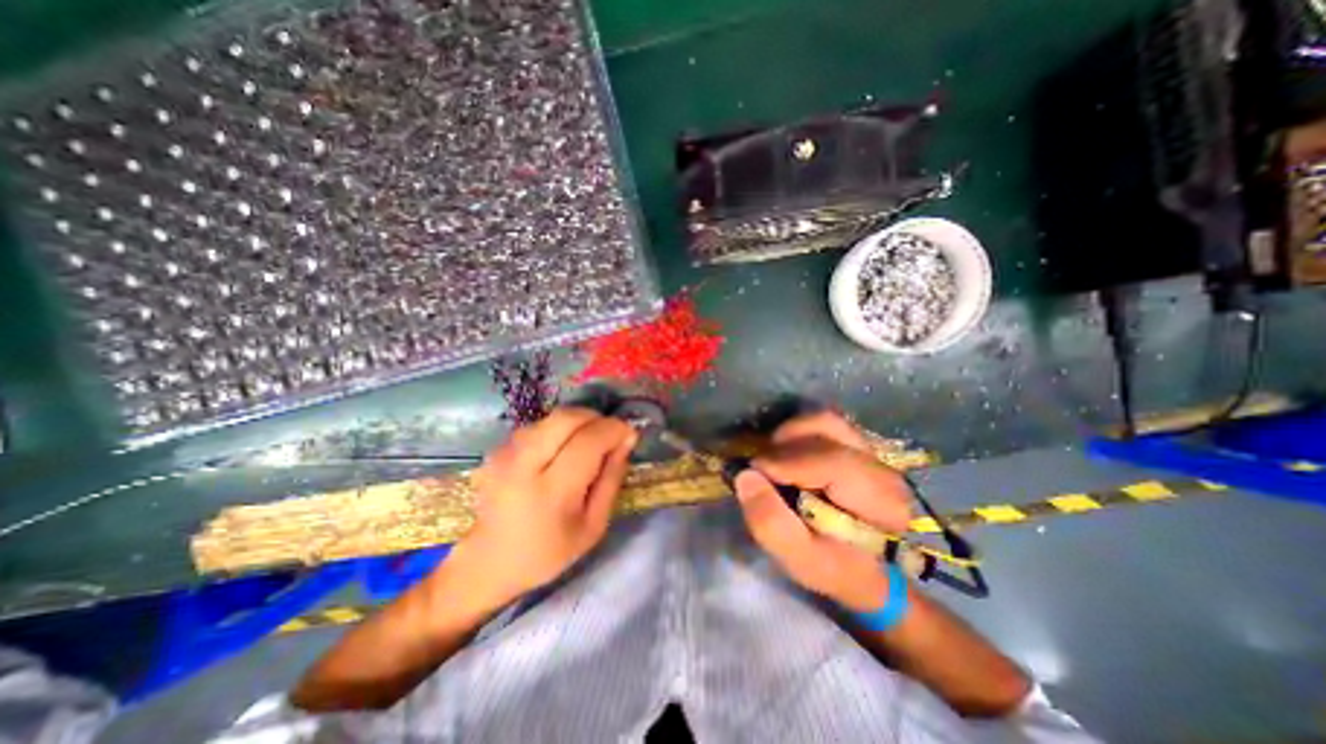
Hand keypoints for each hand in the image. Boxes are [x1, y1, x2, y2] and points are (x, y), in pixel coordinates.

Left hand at [459, 408, 640, 610]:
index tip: (629, 434)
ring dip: (578, 423)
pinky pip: (538, 425)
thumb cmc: (549, 551)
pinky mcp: (497, 449)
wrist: (488, 562)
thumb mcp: (594, 525)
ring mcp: (505, 453)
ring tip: (586, 443)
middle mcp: (524, 464)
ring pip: (553, 417)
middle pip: (567, 418)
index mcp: (551, 492)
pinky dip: (559, 429)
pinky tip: (560, 450)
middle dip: (596, 418)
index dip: (614, 429)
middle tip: (608, 434)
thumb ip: (612, 479)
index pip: (589, 441)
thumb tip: (626, 439)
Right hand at [729, 410, 918, 613]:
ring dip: (790, 434)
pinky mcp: (858, 444)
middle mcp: (881, 465)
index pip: (830, 461)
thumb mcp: (801, 559)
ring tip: (773, 459)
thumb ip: (771, 523)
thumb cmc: (836, 566)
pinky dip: (798, 432)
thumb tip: (745, 476)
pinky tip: (787, 455)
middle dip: (784, 447)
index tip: (752, 473)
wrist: (869, 567)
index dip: (785, 462)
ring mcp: (871, 450)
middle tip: (761, 469)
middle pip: (826, 430)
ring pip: (824, 420)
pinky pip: (823, 423)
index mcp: (881, 500)